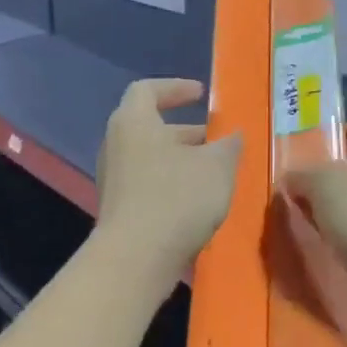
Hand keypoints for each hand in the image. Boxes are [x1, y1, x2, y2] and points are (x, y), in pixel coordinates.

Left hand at [94, 78, 241, 287]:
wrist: (136, 258)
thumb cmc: (176, 198)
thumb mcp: (217, 166)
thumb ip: (228, 145)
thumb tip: (233, 136)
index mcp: (133, 122)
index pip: (147, 90)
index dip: (175, 88)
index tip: (201, 94)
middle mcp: (116, 146)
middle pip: (150, 128)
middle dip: (186, 132)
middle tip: (217, 140)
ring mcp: (114, 180)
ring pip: (151, 160)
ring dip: (182, 161)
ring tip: (215, 173)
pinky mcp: (119, 210)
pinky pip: (148, 186)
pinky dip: (172, 185)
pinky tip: (199, 202)